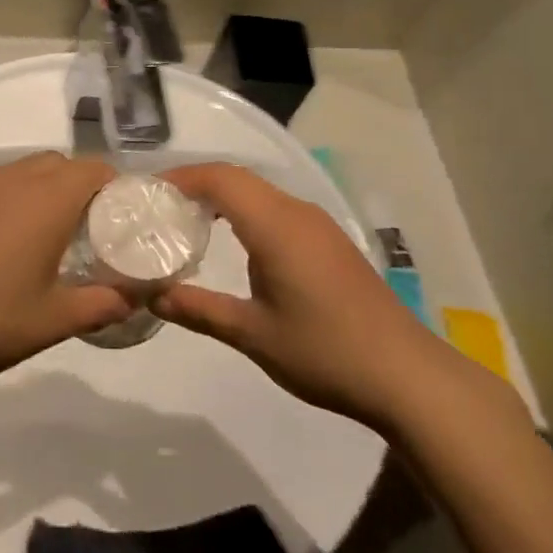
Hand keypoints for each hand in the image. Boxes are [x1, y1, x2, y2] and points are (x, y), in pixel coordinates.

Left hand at [0, 153, 132, 392]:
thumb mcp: (51, 322)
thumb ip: (100, 305)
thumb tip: (132, 299)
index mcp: (44, 200)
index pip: (93, 169)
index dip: (114, 188)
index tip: (119, 220)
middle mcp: (9, 180)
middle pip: (57, 164)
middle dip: (77, 187)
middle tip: (82, 231)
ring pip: (18, 172)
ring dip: (38, 191)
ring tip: (37, 238)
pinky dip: (3, 202)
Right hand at [153, 164, 492, 428]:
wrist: (405, 374)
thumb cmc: (324, 351)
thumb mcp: (252, 334)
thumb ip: (199, 309)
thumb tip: (153, 296)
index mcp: (275, 224)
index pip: (220, 178)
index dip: (181, 177)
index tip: (148, 193)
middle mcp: (296, 212)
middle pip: (238, 178)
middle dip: (196, 184)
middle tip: (159, 208)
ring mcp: (317, 225)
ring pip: (260, 192)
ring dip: (222, 197)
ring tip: (186, 222)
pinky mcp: (329, 241)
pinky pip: (277, 209)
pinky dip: (245, 212)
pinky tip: (233, 242)